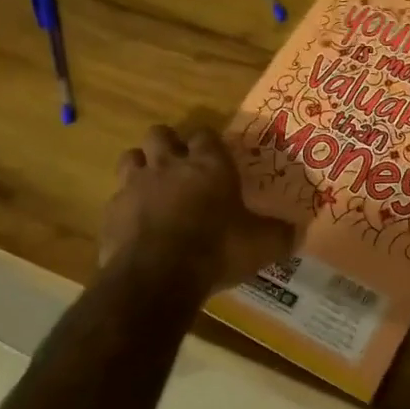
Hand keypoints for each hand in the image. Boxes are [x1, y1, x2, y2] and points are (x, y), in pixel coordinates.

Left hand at [100, 125, 296, 295]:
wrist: (158, 275)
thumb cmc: (217, 249)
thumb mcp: (261, 245)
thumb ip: (279, 235)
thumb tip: (297, 232)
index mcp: (209, 165)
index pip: (206, 135)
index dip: (208, 144)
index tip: (214, 159)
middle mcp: (169, 165)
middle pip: (160, 133)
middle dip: (168, 145)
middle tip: (179, 167)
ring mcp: (135, 184)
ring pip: (131, 157)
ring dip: (141, 167)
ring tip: (152, 188)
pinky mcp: (111, 210)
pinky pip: (116, 197)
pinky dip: (125, 206)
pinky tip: (136, 225)